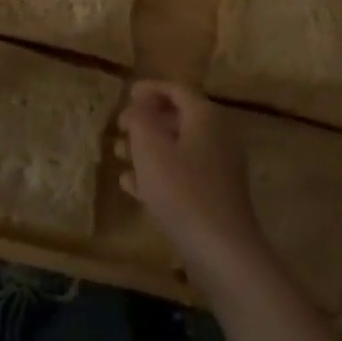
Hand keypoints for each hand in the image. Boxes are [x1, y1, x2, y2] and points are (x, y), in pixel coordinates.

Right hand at [116, 80, 269, 287]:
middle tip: (120, 128)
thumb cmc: (182, 191)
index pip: (177, 90)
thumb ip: (140, 120)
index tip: (127, 94)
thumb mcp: (151, 149)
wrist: (222, 251)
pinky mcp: (215, 196)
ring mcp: (219, 168)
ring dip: (148, 148)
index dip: (151, 89)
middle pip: (179, 118)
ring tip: (119, 155)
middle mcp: (217, 136)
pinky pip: (183, 173)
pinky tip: (132, 185)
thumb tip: (139, 108)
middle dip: (146, 121)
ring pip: (178, 148)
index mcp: (205, 117)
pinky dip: (158, 172)